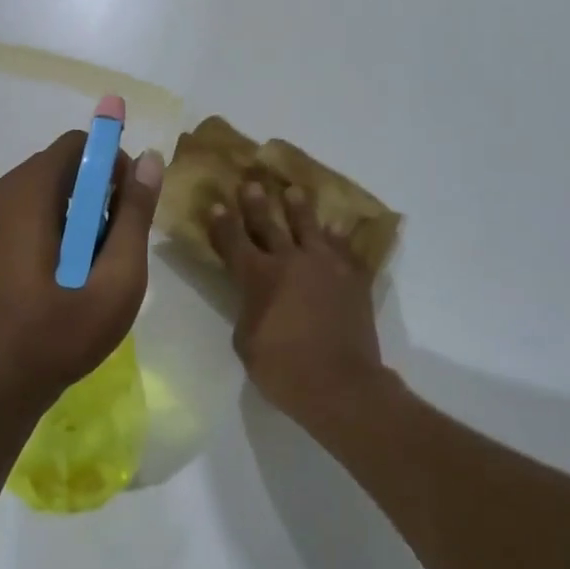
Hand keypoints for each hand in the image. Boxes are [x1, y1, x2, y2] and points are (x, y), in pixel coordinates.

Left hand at [0, 129, 165, 416]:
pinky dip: (46, 230)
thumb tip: (148, 160)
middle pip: (57, 168)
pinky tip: (55, 279)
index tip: (127, 208)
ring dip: (71, 216)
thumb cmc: (55, 336)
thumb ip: (134, 216)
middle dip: (93, 195)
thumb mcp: (114, 280)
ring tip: (86, 269)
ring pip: (39, 194)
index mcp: (25, 194)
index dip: (111, 164)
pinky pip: (19, 216)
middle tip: (111, 246)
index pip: (76, 144)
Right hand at [208, 179, 386, 426]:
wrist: (341, 385)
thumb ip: (247, 310)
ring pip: (309, 227)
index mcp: (257, 277)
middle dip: (256, 203)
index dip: (222, 223)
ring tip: (295, 192)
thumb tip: (255, 299)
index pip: (233, 241)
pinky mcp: (353, 278)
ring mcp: (325, 266)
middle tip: (252, 183)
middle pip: (268, 224)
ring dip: (299, 208)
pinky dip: (339, 238)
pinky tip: (337, 228)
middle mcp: (289, 261)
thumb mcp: (246, 342)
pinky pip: (345, 249)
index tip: (216, 204)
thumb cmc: (283, 369)